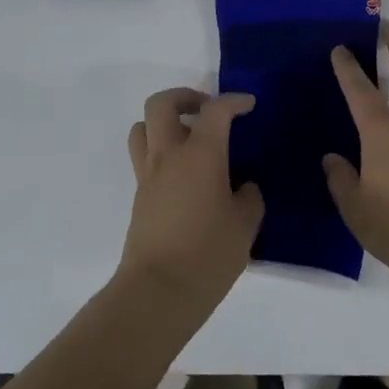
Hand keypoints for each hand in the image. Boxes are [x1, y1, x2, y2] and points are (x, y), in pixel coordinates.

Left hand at [119, 88, 264, 313]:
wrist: (158, 292)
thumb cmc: (208, 254)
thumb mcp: (245, 225)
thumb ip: (249, 197)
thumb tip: (243, 186)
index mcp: (201, 153)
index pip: (216, 110)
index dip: (234, 101)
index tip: (248, 105)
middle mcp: (169, 154)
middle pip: (161, 103)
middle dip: (185, 97)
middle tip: (206, 110)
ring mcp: (148, 174)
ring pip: (143, 127)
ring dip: (164, 122)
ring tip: (189, 138)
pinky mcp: (139, 196)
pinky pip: (144, 156)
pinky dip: (162, 151)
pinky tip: (185, 175)